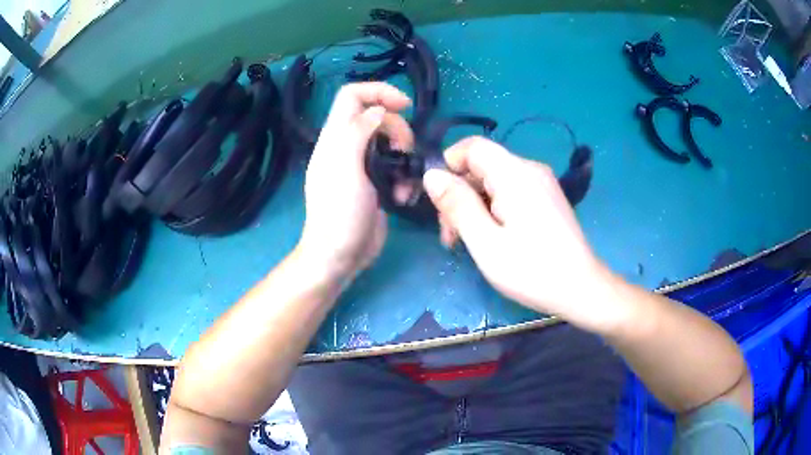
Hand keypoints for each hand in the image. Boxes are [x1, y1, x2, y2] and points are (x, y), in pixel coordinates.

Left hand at [298, 83, 413, 279]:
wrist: (340, 256)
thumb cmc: (339, 213)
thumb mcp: (345, 167)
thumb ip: (358, 132)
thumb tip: (377, 112)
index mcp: (335, 137)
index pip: (352, 96)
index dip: (378, 91)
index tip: (404, 106)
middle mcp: (347, 146)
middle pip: (377, 117)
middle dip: (398, 129)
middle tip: (405, 152)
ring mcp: (361, 165)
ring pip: (389, 141)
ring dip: (404, 155)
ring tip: (406, 180)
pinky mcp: (375, 183)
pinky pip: (395, 166)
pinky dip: (404, 176)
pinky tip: (404, 195)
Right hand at [422, 137, 613, 330]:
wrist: (581, 288)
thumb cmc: (532, 270)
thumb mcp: (485, 242)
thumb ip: (457, 204)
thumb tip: (431, 175)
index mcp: (515, 174)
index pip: (473, 146)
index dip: (449, 165)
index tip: (439, 201)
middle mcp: (530, 169)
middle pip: (482, 166)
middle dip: (460, 194)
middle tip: (452, 236)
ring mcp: (542, 184)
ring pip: (495, 180)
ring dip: (475, 205)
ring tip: (469, 242)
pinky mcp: (547, 198)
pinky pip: (511, 191)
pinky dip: (494, 208)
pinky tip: (493, 237)